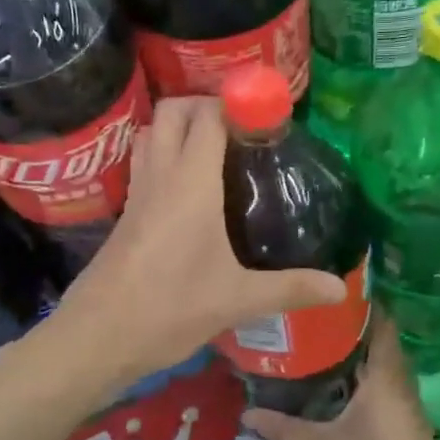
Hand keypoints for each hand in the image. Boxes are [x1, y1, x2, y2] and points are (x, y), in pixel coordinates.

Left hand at [49, 97, 346, 393]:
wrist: (98, 336)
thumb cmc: (170, 309)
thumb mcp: (237, 300)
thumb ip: (290, 288)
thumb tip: (340, 288)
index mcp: (190, 183)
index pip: (208, 116)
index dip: (236, 103)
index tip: (267, 115)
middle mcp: (160, 175)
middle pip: (172, 111)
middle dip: (204, 104)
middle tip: (241, 128)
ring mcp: (137, 192)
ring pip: (152, 133)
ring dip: (179, 127)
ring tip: (216, 150)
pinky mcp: (125, 213)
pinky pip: (144, 163)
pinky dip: (164, 155)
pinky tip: (188, 189)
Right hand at [241, 319, 439, 439]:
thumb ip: (285, 429)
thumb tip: (245, 412)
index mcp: (386, 379)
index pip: (381, 323)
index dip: (359, 302)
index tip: (326, 287)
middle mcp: (400, 384)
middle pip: (378, 340)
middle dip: (346, 325)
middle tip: (306, 313)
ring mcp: (404, 405)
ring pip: (379, 364)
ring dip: (352, 351)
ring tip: (310, 339)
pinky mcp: (402, 423)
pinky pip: (380, 384)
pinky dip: (358, 375)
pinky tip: (329, 382)